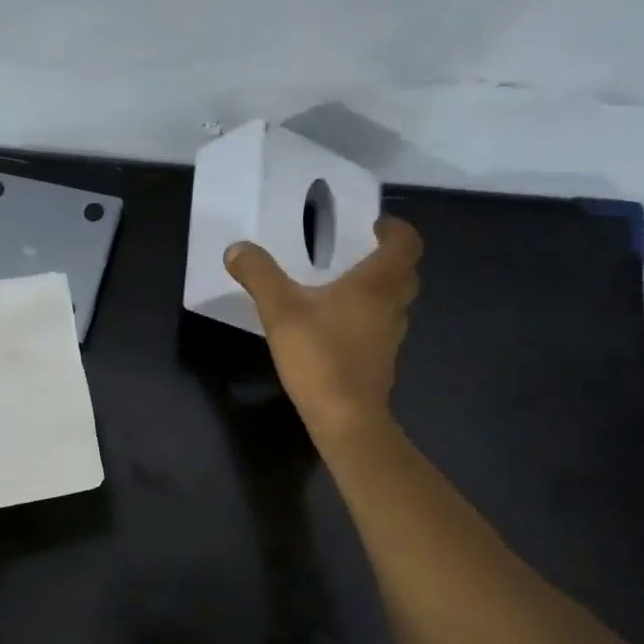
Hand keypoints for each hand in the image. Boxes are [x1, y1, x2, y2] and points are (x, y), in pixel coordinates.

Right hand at [224, 217, 421, 441]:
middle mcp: (392, 306)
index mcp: (376, 284)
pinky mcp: (381, 361)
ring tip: (345, 287)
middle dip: (388, 258)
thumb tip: (236, 249)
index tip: (373, 226)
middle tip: (359, 253)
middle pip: (405, 272)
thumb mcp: (280, 310)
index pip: (406, 243)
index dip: (395, 229)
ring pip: (396, 302)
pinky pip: (381, 328)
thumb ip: (259, 275)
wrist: (345, 417)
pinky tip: (337, 327)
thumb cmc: (319, 356)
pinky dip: (368, 318)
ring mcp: (391, 337)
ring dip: (380, 289)